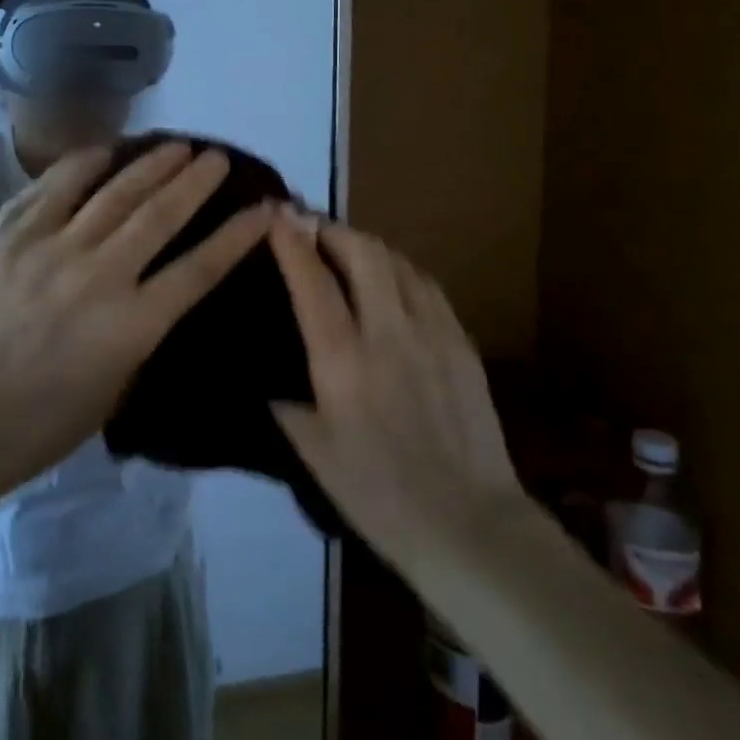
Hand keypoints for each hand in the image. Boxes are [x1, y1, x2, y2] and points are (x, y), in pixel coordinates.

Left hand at [0, 139, 273, 488]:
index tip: (263, 208)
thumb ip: (144, 330)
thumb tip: (161, 287)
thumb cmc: (46, 421)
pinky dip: (84, 163)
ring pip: (114, 192)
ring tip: (177, 145)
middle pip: (161, 215)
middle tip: (218, 158)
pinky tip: (107, 150)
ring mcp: (51, 248)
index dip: (238, 235)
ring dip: (152, 164)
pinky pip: (55, 185)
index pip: (200, 268)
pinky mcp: (12, 235)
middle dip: (197, 182)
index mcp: (132, 326)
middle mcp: (99, 276)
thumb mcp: (118, 387)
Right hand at [268, 209, 525, 568]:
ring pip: (397, 262)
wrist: (469, 525)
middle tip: (310, 225)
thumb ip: (287, 405)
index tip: (276, 214)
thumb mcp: (314, 455)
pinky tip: (392, 279)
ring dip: (366, 244)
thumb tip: (269, 379)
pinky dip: (400, 269)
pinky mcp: (462, 342)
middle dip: (331, 227)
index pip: (312, 281)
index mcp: (343, 361)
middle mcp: (387, 333)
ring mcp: (432, 333)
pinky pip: (427, 286)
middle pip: (362, 252)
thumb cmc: (379, 496)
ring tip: (347, 247)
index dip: (291, 241)